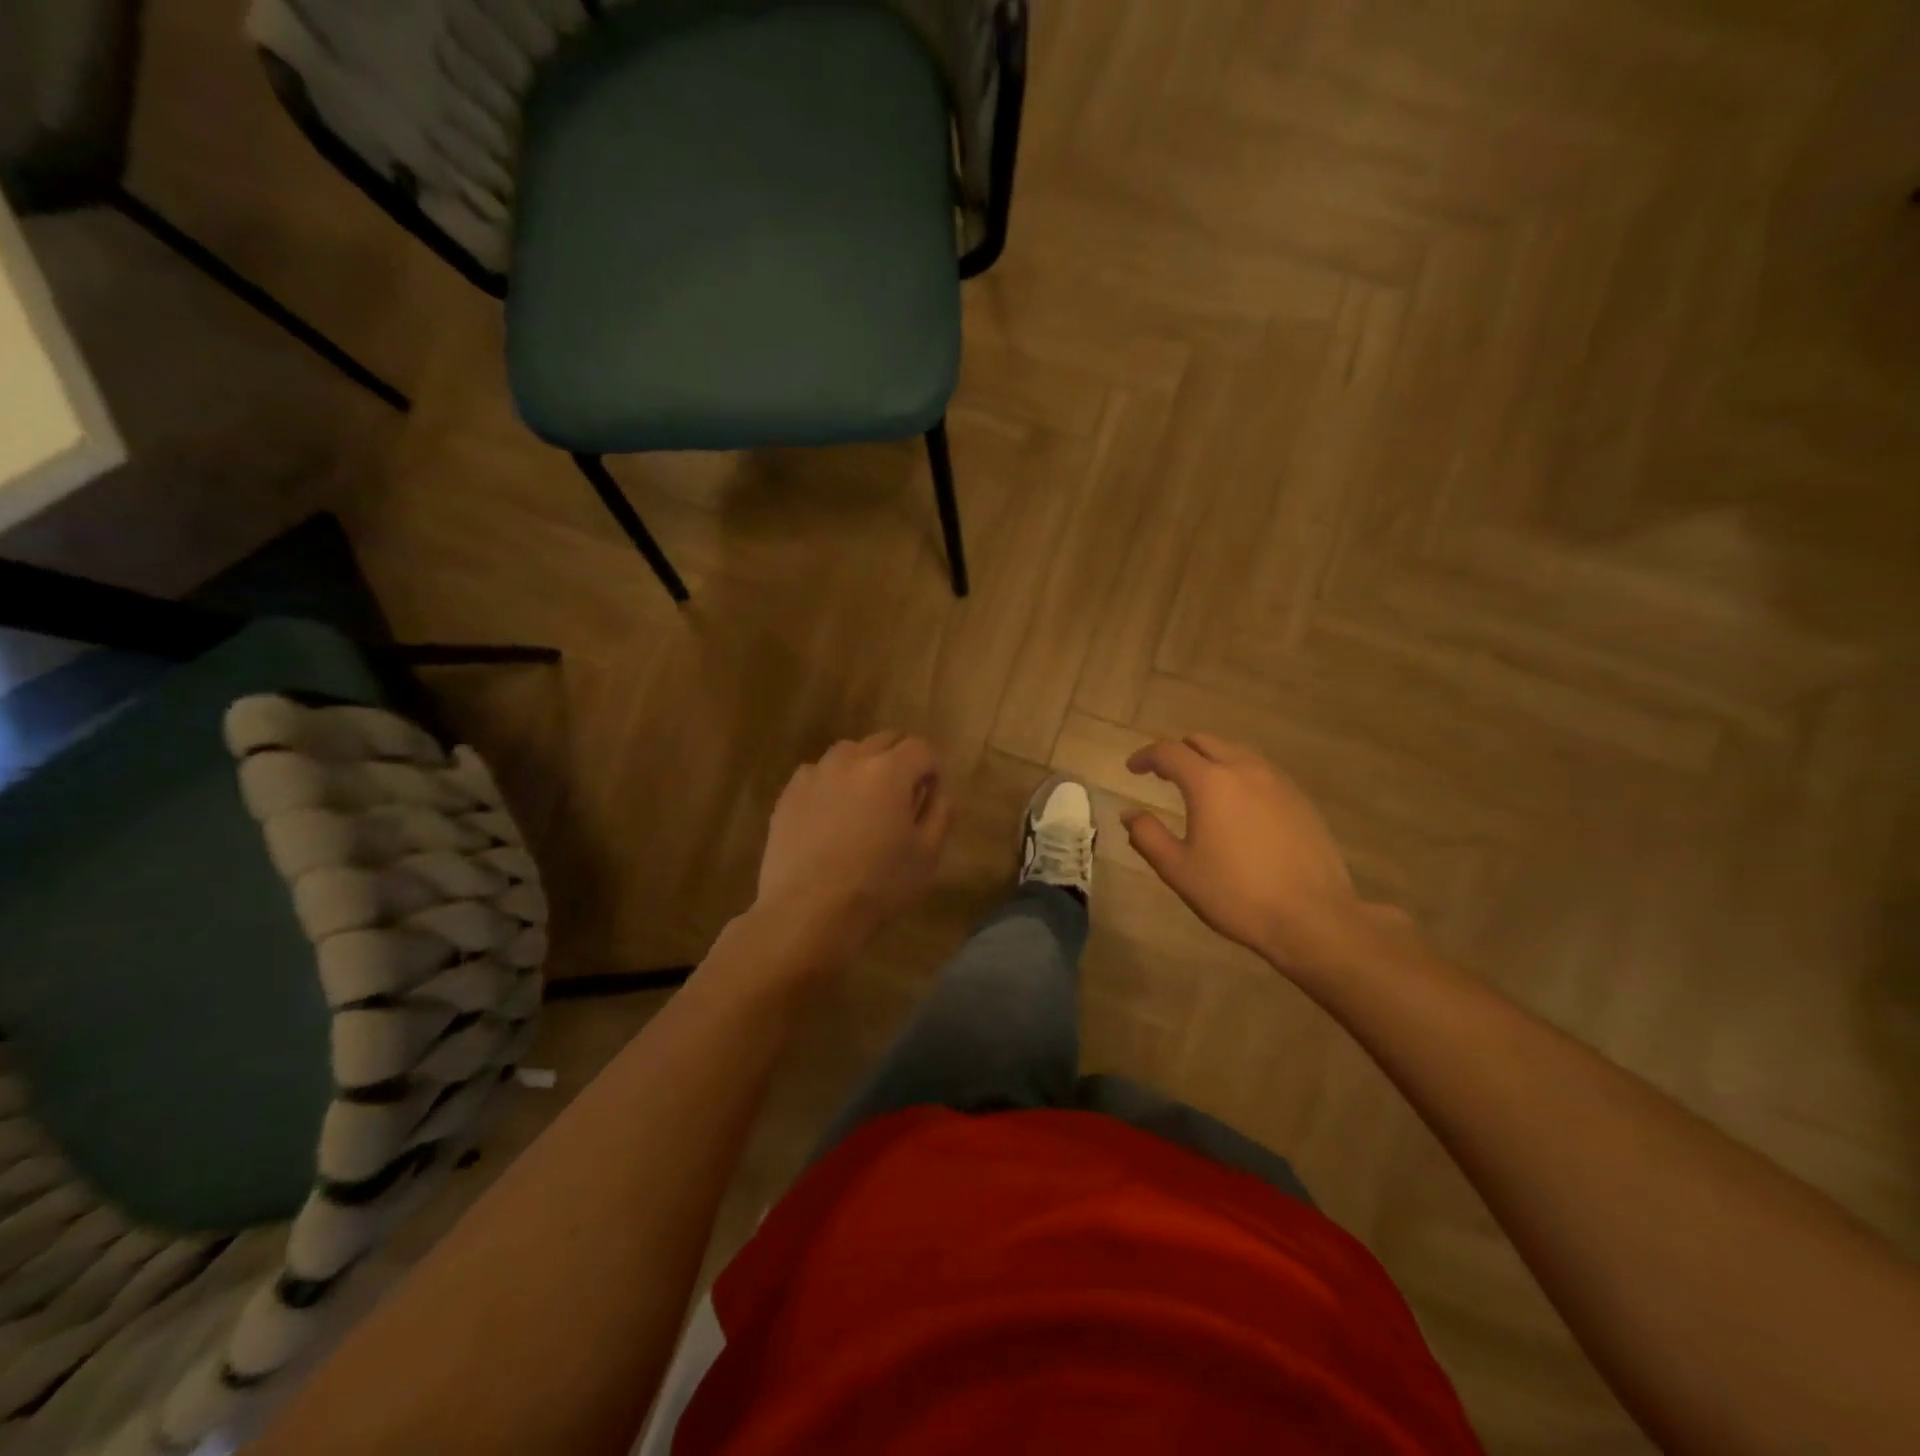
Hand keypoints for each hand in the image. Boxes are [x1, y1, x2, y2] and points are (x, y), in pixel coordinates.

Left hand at [755, 732, 952, 961]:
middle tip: (902, 796)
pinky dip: (830, 783)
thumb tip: (939, 790)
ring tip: (864, 801)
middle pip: (883, 741)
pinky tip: (830, 814)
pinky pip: (816, 774)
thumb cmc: (878, 885)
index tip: (930, 794)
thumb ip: (940, 813)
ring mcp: (815, 775)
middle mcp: (851, 760)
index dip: (931, 768)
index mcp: (890, 771)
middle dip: (899, 760)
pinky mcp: (788, 794)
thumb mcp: (927, 855)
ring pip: (847, 752)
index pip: (920, 748)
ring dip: (863, 766)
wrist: (808, 912)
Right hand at [1124, 734, 1394, 972]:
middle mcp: (1244, 769)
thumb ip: (1147, 835)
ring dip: (1210, 760)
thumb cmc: (1236, 894)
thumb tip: (1129, 813)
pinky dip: (1238, 774)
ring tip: (1199, 788)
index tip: (1133, 769)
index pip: (1169, 752)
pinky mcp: (1300, 799)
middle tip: (1163, 776)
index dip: (1146, 757)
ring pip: (1235, 752)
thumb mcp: (1178, 870)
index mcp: (1210, 782)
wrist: (1313, 917)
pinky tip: (1237, 805)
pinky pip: (1260, 771)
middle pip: (1204, 742)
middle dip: (1178, 753)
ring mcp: (1278, 782)